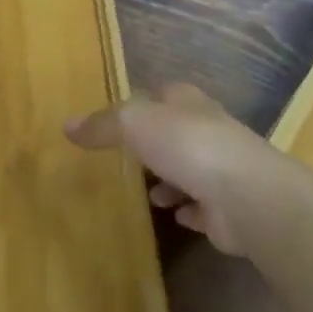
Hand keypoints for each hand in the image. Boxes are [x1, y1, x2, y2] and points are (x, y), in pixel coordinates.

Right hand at [66, 83, 285, 255]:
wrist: (245, 195)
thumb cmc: (188, 145)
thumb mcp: (134, 123)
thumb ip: (103, 124)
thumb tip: (67, 125)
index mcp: (187, 102)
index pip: (161, 94)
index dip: (140, 103)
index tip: (117, 118)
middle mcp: (207, 130)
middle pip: (175, 132)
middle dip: (155, 143)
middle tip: (127, 157)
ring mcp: (221, 169)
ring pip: (189, 169)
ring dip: (169, 180)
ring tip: (147, 194)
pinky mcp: (227, 208)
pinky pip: (202, 207)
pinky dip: (188, 211)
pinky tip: (173, 217)